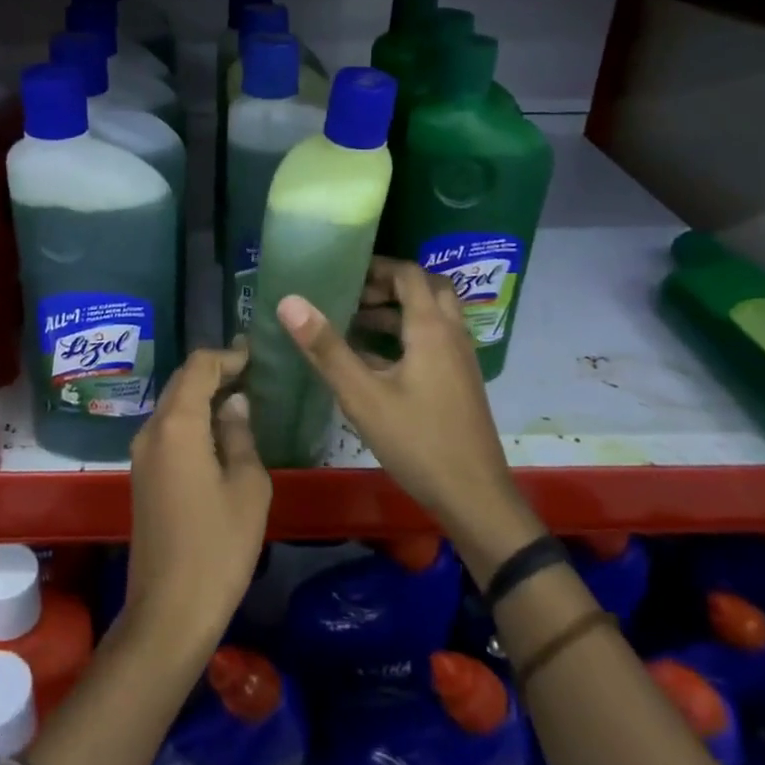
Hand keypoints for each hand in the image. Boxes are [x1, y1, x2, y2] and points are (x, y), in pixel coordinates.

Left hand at [121, 346, 271, 660]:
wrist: (169, 611)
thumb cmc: (217, 547)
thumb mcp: (247, 487)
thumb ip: (240, 435)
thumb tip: (235, 403)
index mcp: (177, 425)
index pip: (198, 367)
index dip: (228, 355)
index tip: (257, 356)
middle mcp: (151, 430)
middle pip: (181, 382)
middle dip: (215, 372)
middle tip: (254, 373)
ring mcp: (141, 454)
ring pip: (173, 407)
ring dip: (203, 396)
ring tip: (242, 398)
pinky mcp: (142, 476)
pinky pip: (168, 431)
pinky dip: (193, 420)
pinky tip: (220, 433)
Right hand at [276, 259, 521, 544]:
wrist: (474, 497)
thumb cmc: (417, 442)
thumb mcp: (362, 396)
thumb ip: (326, 348)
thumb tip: (289, 301)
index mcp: (431, 329)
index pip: (409, 274)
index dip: (377, 267)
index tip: (342, 273)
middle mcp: (452, 335)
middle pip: (427, 289)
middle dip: (389, 285)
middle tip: (353, 295)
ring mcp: (460, 360)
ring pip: (433, 316)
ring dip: (398, 311)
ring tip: (355, 323)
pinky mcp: (459, 382)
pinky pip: (435, 340)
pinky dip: (407, 335)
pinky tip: (375, 361)